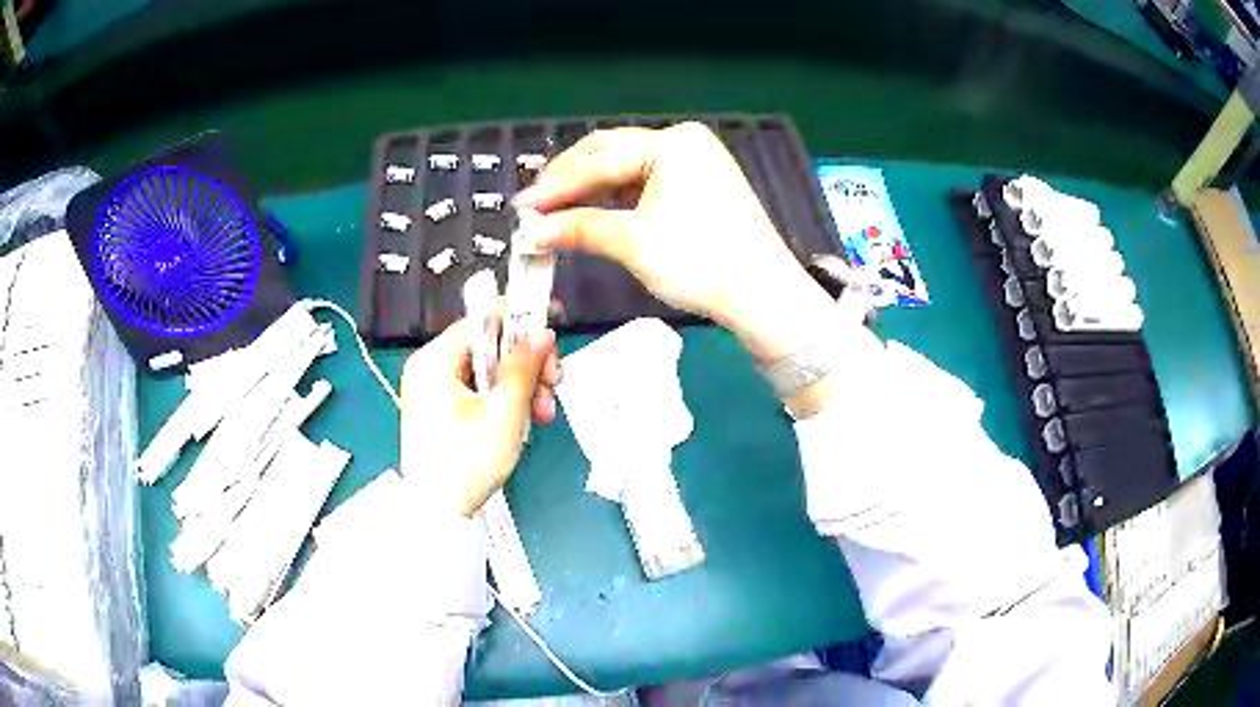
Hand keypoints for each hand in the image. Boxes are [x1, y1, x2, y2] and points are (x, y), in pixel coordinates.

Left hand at [400, 320, 560, 516]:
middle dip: (526, 364)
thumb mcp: (504, 413)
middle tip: (553, 384)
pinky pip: (479, 391)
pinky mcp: (441, 410)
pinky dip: (504, 401)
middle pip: (488, 347)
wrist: (438, 514)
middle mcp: (430, 369)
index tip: (551, 317)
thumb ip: (524, 368)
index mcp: (435, 361)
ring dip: (521, 386)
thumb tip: (541, 333)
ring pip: (488, 371)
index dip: (519, 316)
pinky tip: (525, 419)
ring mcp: (434, 391)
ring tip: (543, 413)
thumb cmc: (467, 463)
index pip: (481, 321)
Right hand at [514, 122, 834, 362]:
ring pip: (627, 169)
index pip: (600, 158)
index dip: (556, 185)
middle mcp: (684, 142)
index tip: (521, 207)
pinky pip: (646, 183)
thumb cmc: (700, 262)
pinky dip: (617, 198)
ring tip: (555, 211)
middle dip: (571, 182)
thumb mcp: (633, 243)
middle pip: (612, 154)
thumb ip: (580, 228)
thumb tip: (532, 231)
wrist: (761, 295)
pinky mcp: (698, 185)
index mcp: (673, 143)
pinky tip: (592, 211)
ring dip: (591, 190)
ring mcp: (694, 162)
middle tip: (534, 208)